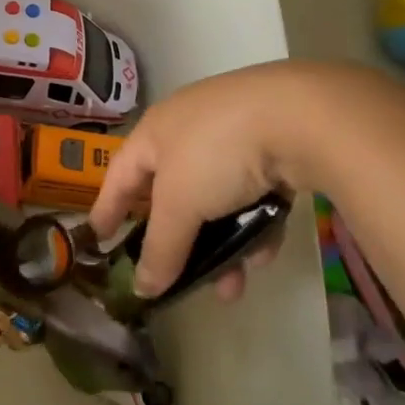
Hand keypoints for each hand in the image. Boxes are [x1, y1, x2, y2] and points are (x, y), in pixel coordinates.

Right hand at [92, 62, 374, 297]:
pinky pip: (255, 194)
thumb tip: (142, 289)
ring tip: (233, 288)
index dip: (108, 207)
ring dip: (222, 246)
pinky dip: (255, 226)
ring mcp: (236, 135)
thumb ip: (161, 248)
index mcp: (156, 131)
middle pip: (175, 196)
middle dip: (179, 243)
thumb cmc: (218, 152)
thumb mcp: (180, 204)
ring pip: (218, 201)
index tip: (99, 238)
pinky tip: (265, 254)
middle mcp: (191, 130)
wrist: (304, 115)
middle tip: (176, 278)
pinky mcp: (277, 145)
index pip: (121, 174)